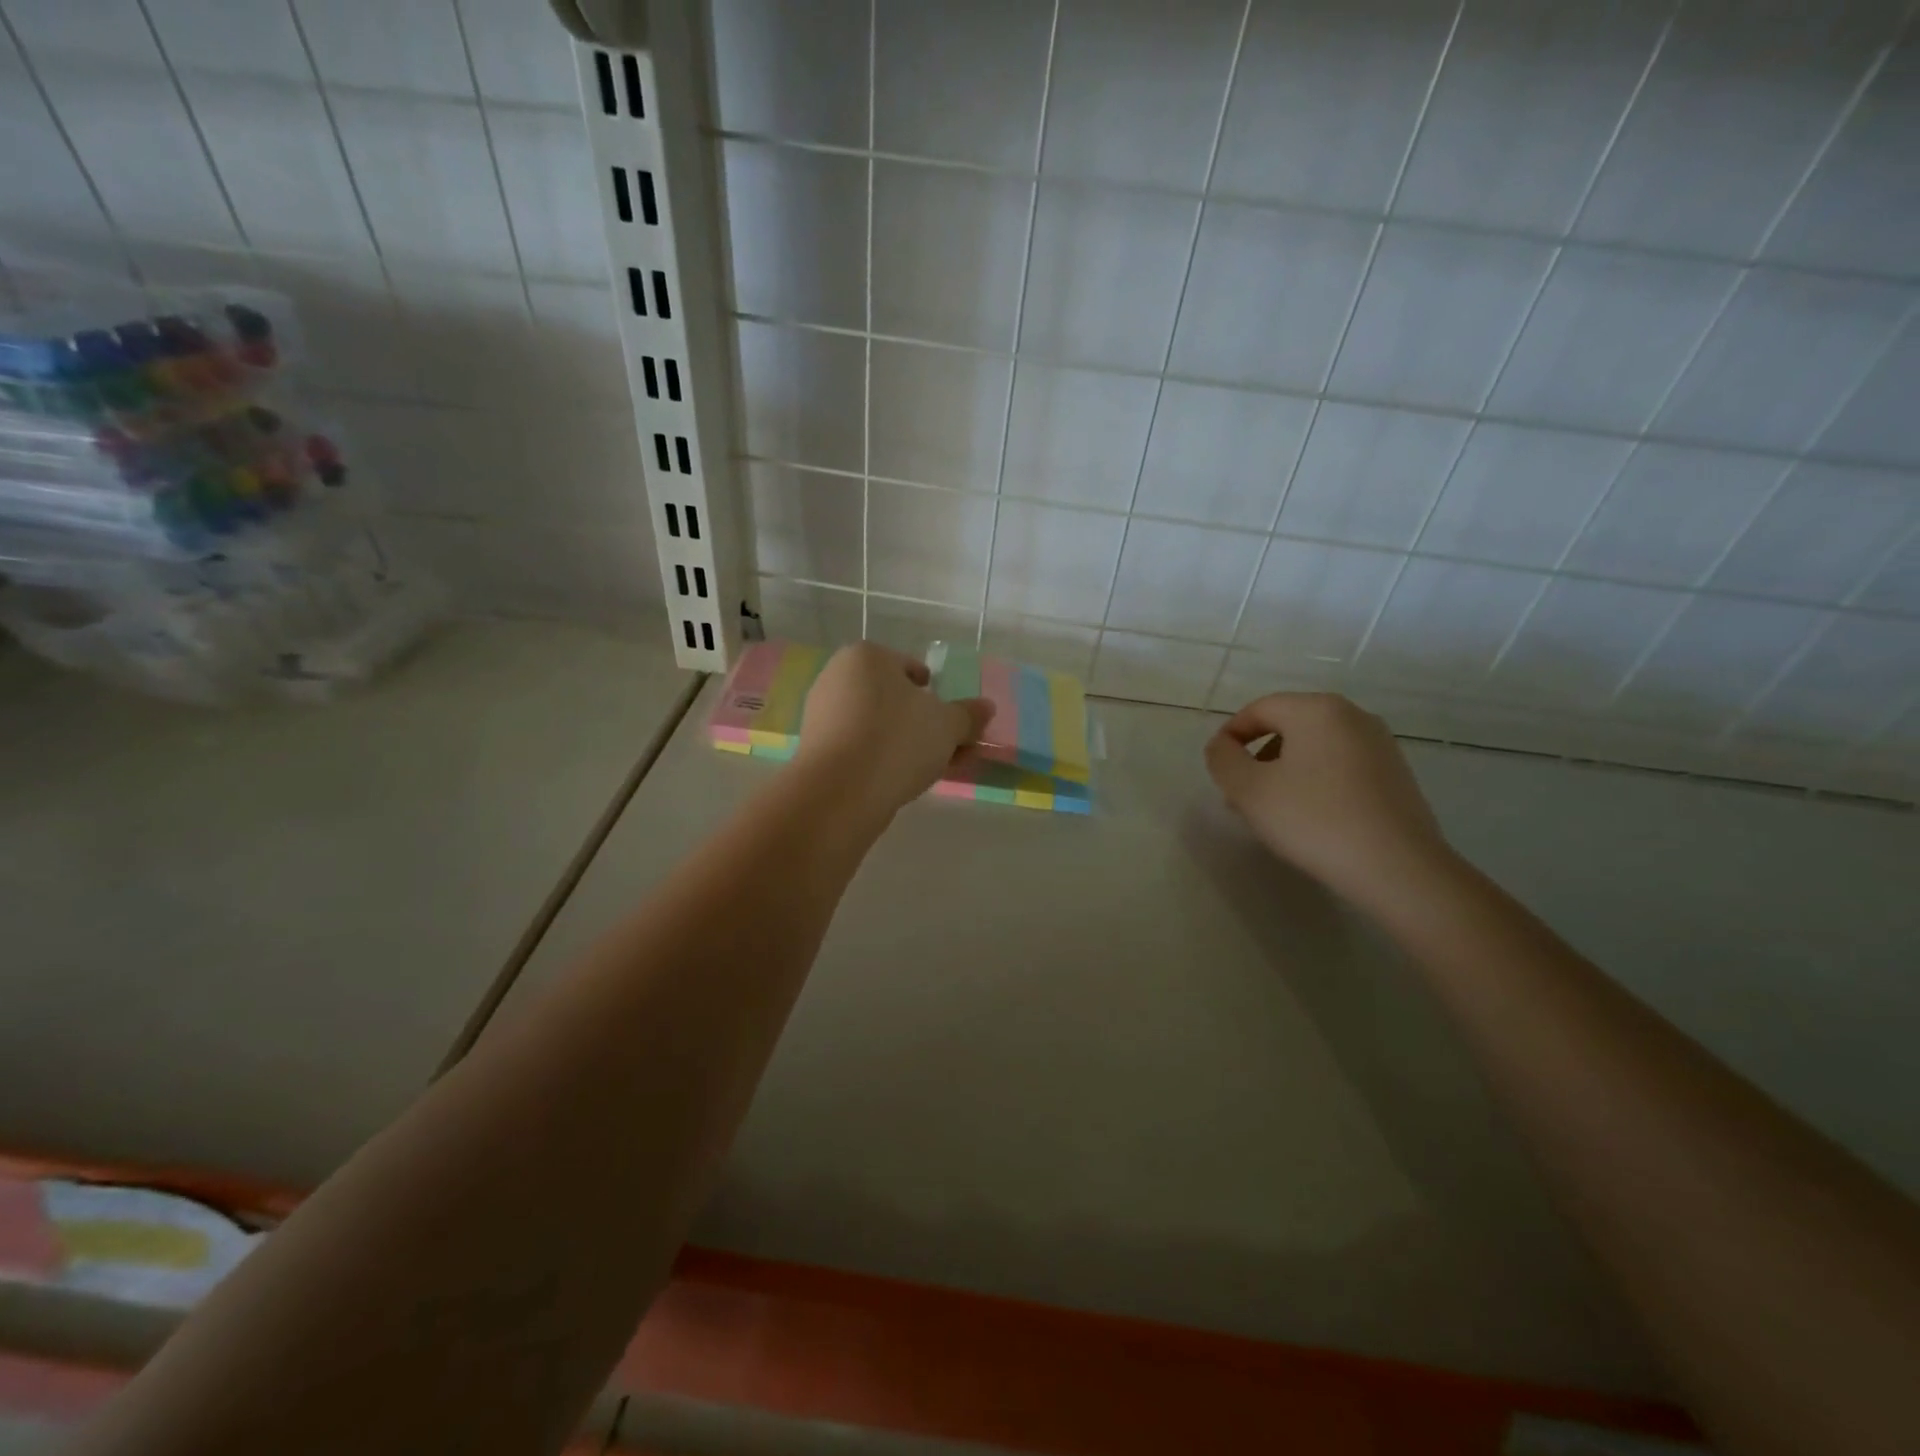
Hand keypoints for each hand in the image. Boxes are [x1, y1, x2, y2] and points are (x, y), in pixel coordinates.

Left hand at [796, 642, 994, 818]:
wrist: (840, 791)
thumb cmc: (898, 740)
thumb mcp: (947, 726)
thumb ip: (968, 715)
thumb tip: (986, 707)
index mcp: (867, 656)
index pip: (910, 668)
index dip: (935, 695)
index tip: (951, 721)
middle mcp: (838, 677)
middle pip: (892, 699)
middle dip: (922, 723)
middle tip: (948, 749)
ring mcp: (822, 714)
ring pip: (877, 725)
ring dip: (905, 744)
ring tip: (932, 770)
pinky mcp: (815, 749)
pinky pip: (859, 747)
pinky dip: (881, 758)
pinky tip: (902, 781)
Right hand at [1205, 693, 1454, 911]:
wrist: (1398, 868)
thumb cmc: (1314, 820)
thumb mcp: (1249, 790)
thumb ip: (1223, 760)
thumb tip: (1222, 745)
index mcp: (1317, 710)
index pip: (1259, 709)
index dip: (1230, 736)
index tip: (1218, 770)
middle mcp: (1352, 716)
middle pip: (1288, 726)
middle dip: (1257, 757)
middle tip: (1240, 795)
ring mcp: (1380, 745)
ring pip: (1315, 748)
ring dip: (1284, 771)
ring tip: (1272, 811)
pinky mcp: (1396, 775)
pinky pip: (1341, 766)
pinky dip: (1316, 782)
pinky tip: (1310, 818)